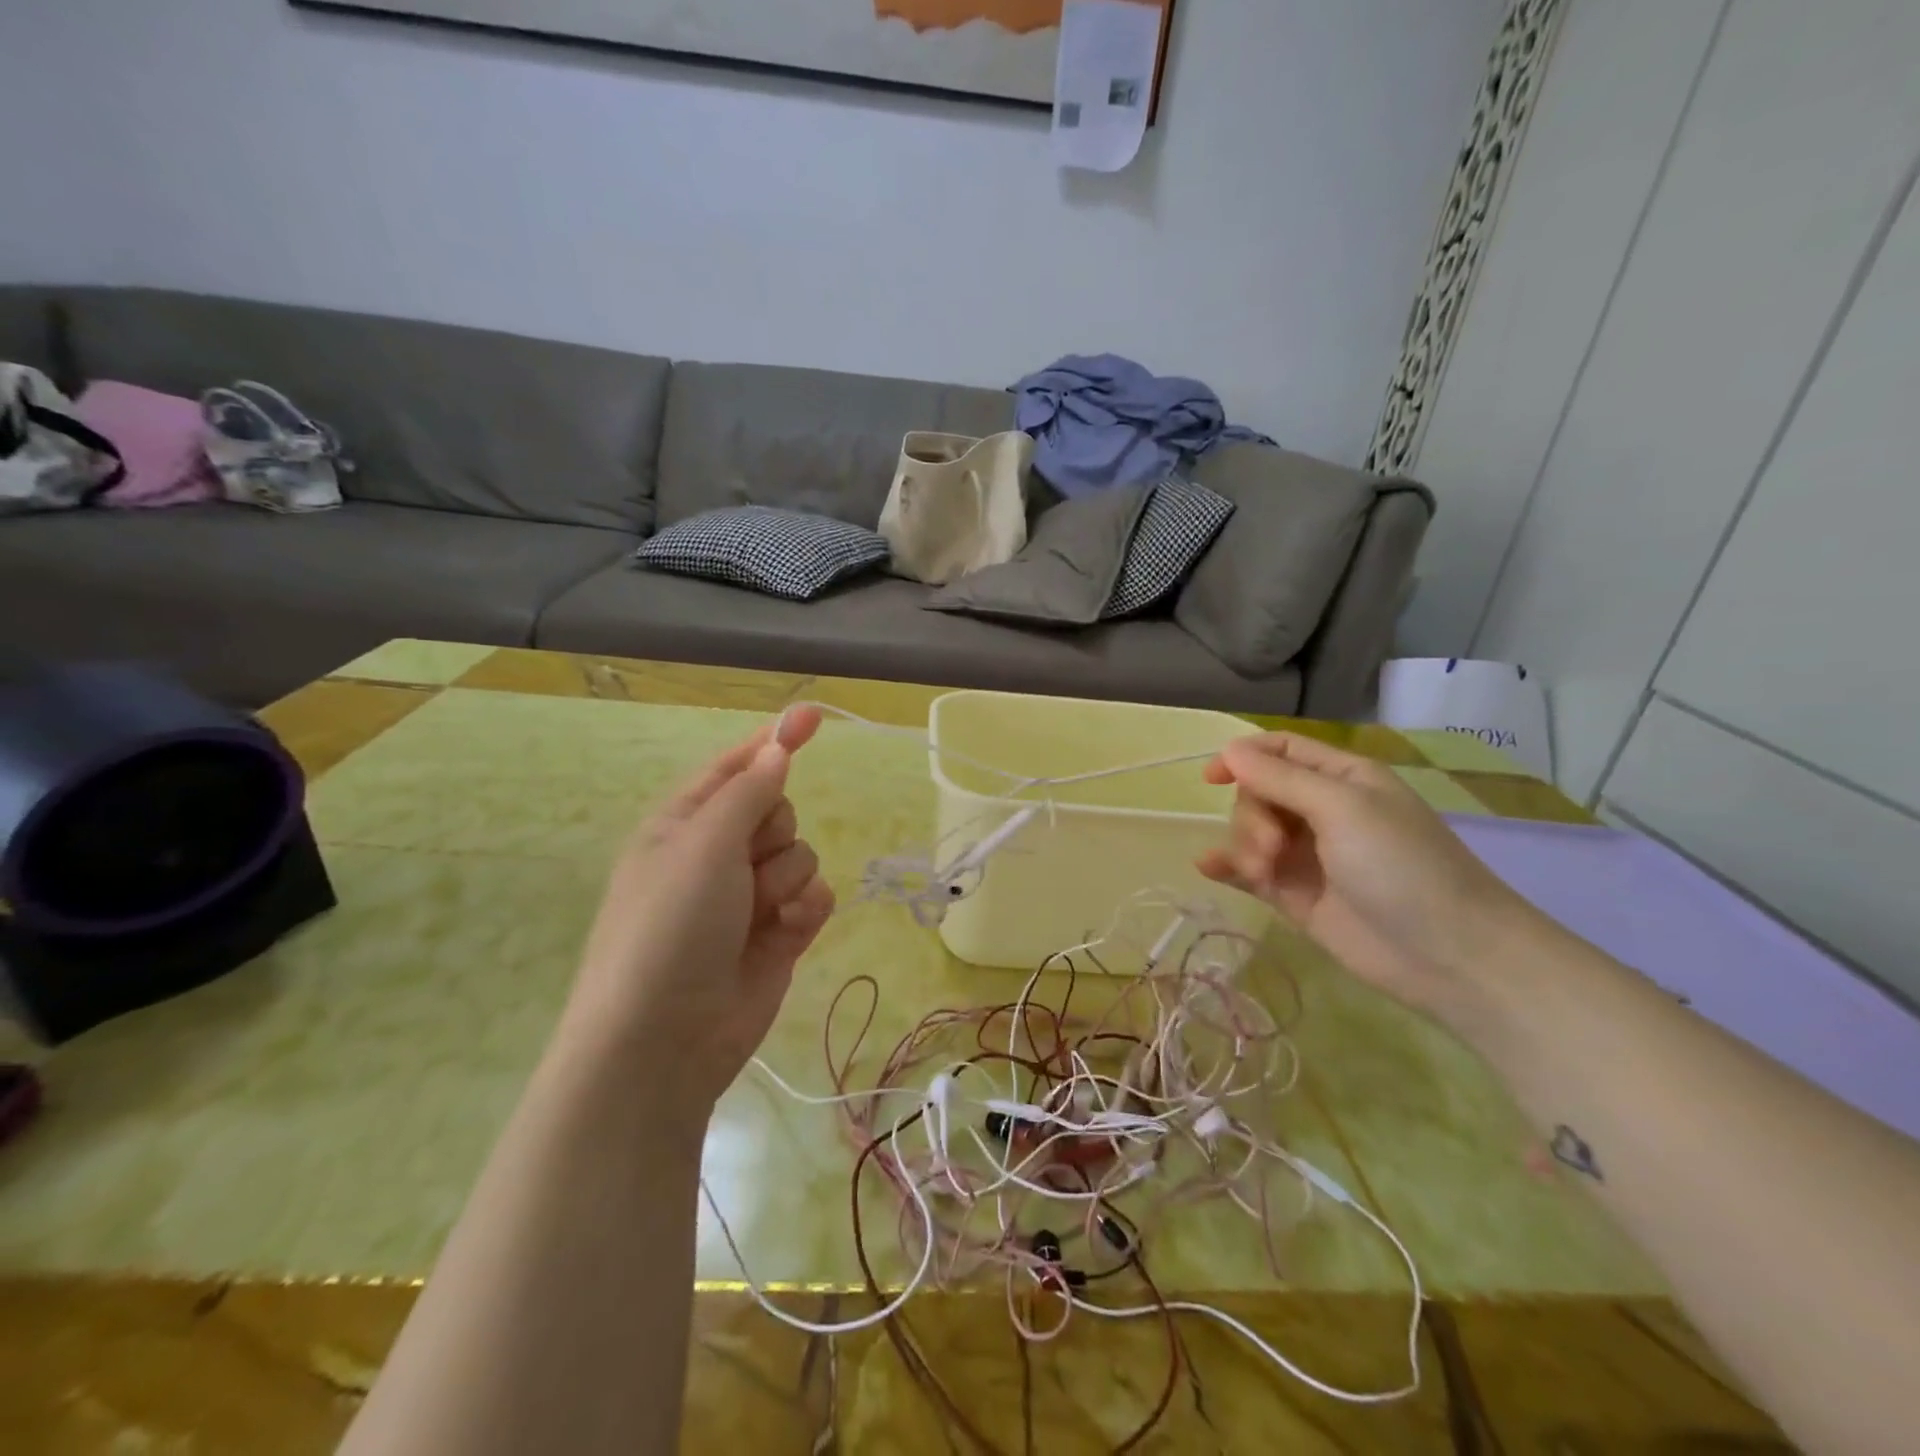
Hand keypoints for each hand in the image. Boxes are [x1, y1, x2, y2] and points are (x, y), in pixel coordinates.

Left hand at [562, 707, 834, 1118]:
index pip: (736, 767)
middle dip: (774, 832)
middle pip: (778, 810)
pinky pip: (815, 896)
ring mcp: (750, 897)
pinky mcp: (780, 934)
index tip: (812, 717)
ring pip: (801, 854)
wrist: (664, 1040)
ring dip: (788, 879)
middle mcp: (717, 855)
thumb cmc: (670, 926)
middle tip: (746, 865)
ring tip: (760, 915)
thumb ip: (749, 791)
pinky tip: (789, 931)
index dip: (774, 741)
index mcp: (684, 823)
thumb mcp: (703, 844)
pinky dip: (806, 909)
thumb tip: (776, 749)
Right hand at [1197, 732, 1541, 1018]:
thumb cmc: (1402, 866)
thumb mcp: (1342, 808)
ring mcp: (1308, 855)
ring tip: (1262, 872)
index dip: (1244, 756)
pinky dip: (1229, 866)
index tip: (1211, 778)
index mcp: (1342, 778)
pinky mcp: (1296, 895)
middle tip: (1272, 846)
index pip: (1282, 750)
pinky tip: (1208, 867)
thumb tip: (1228, 750)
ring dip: (1245, 845)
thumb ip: (1280, 779)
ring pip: (1252, 832)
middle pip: (1259, 793)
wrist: (1448, 955)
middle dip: (1252, 815)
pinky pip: (1250, 871)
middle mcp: (1323, 811)